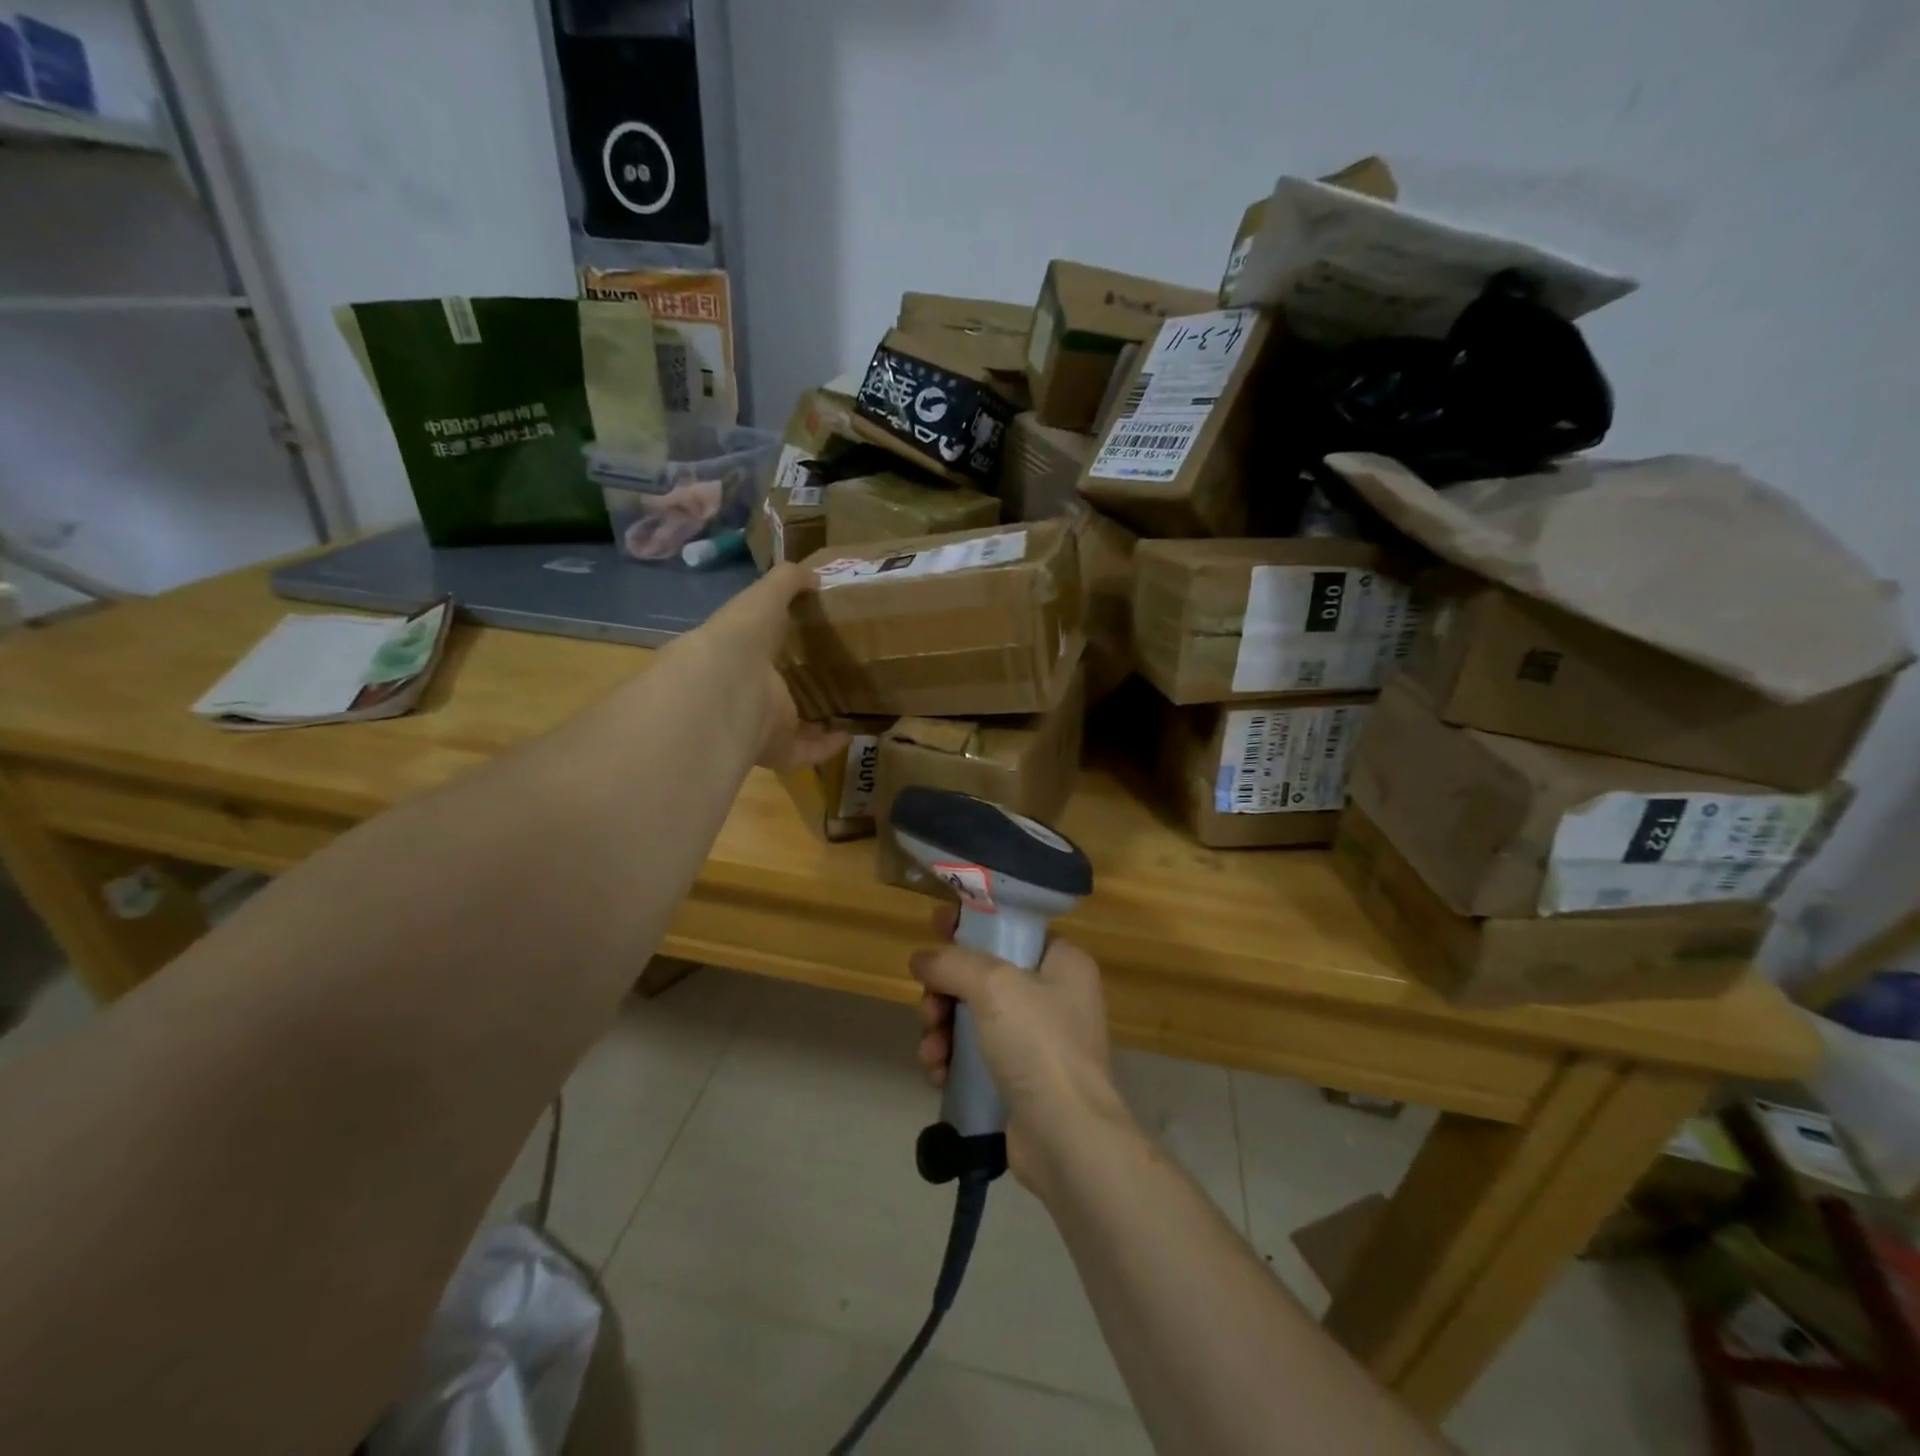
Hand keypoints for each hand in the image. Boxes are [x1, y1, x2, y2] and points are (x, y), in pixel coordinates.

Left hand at [683, 563, 846, 772]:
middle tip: (832, 679)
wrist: (725, 689)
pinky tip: (850, 735)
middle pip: (772, 692)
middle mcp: (745, 692)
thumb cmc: (740, 637)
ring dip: (813, 722)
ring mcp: (758, 725)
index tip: (804, 641)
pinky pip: (804, 752)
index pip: (757, 650)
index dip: (776, 645)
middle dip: (795, 688)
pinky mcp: (776, 750)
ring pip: (788, 727)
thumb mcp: (763, 597)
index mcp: (738, 655)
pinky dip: (826, 747)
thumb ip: (786, 582)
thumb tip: (814, 575)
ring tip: (845, 711)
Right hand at [911, 905, 1129, 1191]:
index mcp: (1063, 962)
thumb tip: (921, 958)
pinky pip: (976, 1056)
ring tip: (932, 1051)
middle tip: (929, 1008)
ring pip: (973, 1017)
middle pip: (983, 977)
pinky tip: (936, 1073)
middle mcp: (1054, 996)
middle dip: (945, 992)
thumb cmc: (1038, 1044)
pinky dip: (952, 1060)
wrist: (1067, 1138)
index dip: (971, 926)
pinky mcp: (1021, 1080)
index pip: (1011, 930)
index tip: (934, 926)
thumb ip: (953, 962)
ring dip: (942, 1030)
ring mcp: (1039, 1041)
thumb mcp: (994, 986)